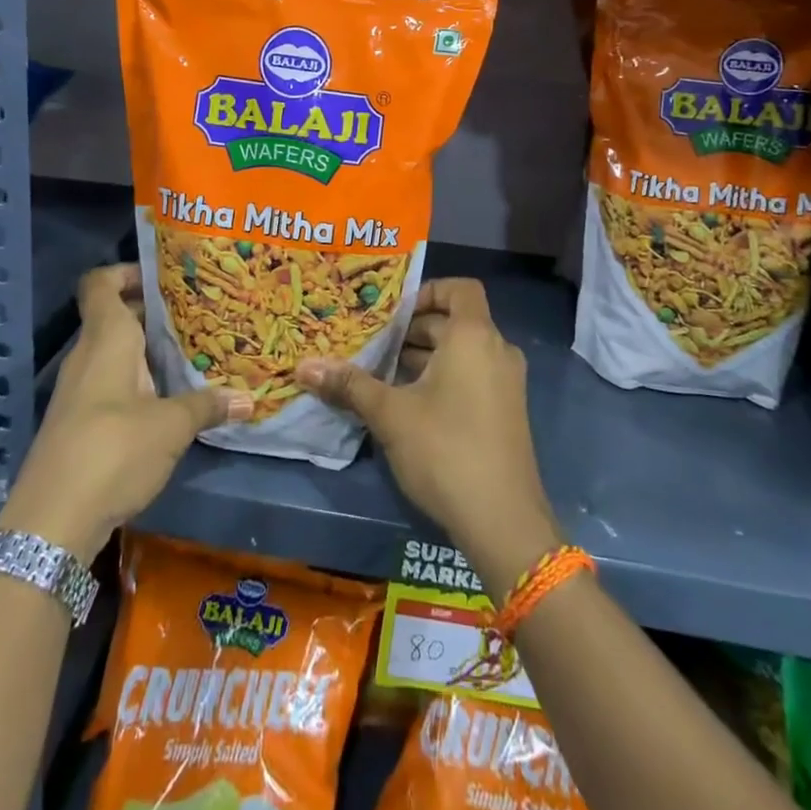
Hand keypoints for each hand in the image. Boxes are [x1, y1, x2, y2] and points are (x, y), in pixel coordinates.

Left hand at [0, 264, 250, 560]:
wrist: (51, 524)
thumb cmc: (113, 451)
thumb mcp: (171, 426)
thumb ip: (207, 405)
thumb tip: (249, 398)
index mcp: (106, 340)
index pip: (101, 284)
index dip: (128, 272)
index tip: (165, 277)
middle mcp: (88, 356)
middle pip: (115, 316)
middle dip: (154, 313)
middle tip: (198, 314)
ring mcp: (80, 390)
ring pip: (116, 352)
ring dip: (149, 351)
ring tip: (193, 353)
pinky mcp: (80, 422)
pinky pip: (112, 383)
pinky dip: (139, 380)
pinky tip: (170, 398)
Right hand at [298, 278, 561, 600]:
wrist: (503, 521)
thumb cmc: (445, 450)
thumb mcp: (390, 414)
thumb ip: (350, 385)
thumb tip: (304, 366)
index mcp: (474, 337)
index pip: (459, 289)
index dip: (427, 292)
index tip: (393, 314)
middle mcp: (497, 351)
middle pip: (455, 322)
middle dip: (413, 331)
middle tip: (373, 344)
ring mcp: (506, 383)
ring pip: (462, 352)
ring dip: (424, 357)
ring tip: (381, 374)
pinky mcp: (506, 412)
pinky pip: (472, 376)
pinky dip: (443, 378)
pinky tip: (408, 405)